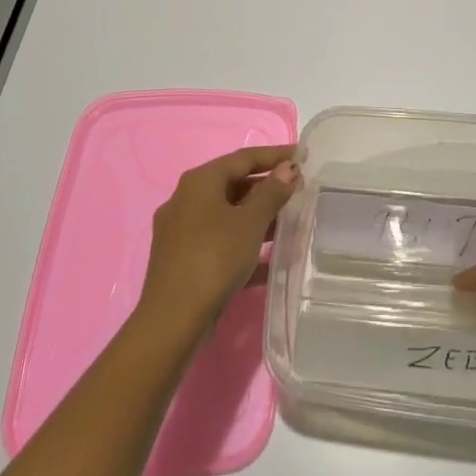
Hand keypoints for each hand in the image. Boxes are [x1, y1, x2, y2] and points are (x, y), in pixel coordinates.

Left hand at [137, 145, 300, 338]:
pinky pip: (220, 242)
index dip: (275, 155)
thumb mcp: (250, 222)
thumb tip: (288, 168)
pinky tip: (271, 262)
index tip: (302, 155)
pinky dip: (245, 245)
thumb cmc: (214, 258)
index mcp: (199, 182)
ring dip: (258, 218)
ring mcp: (182, 232)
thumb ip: (272, 192)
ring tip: (291, 224)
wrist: (173, 320)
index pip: (243, 158)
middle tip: (299, 191)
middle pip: (233, 185)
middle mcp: (186, 200)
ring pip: (227, 215)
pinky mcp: (183, 260)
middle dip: (267, 188)